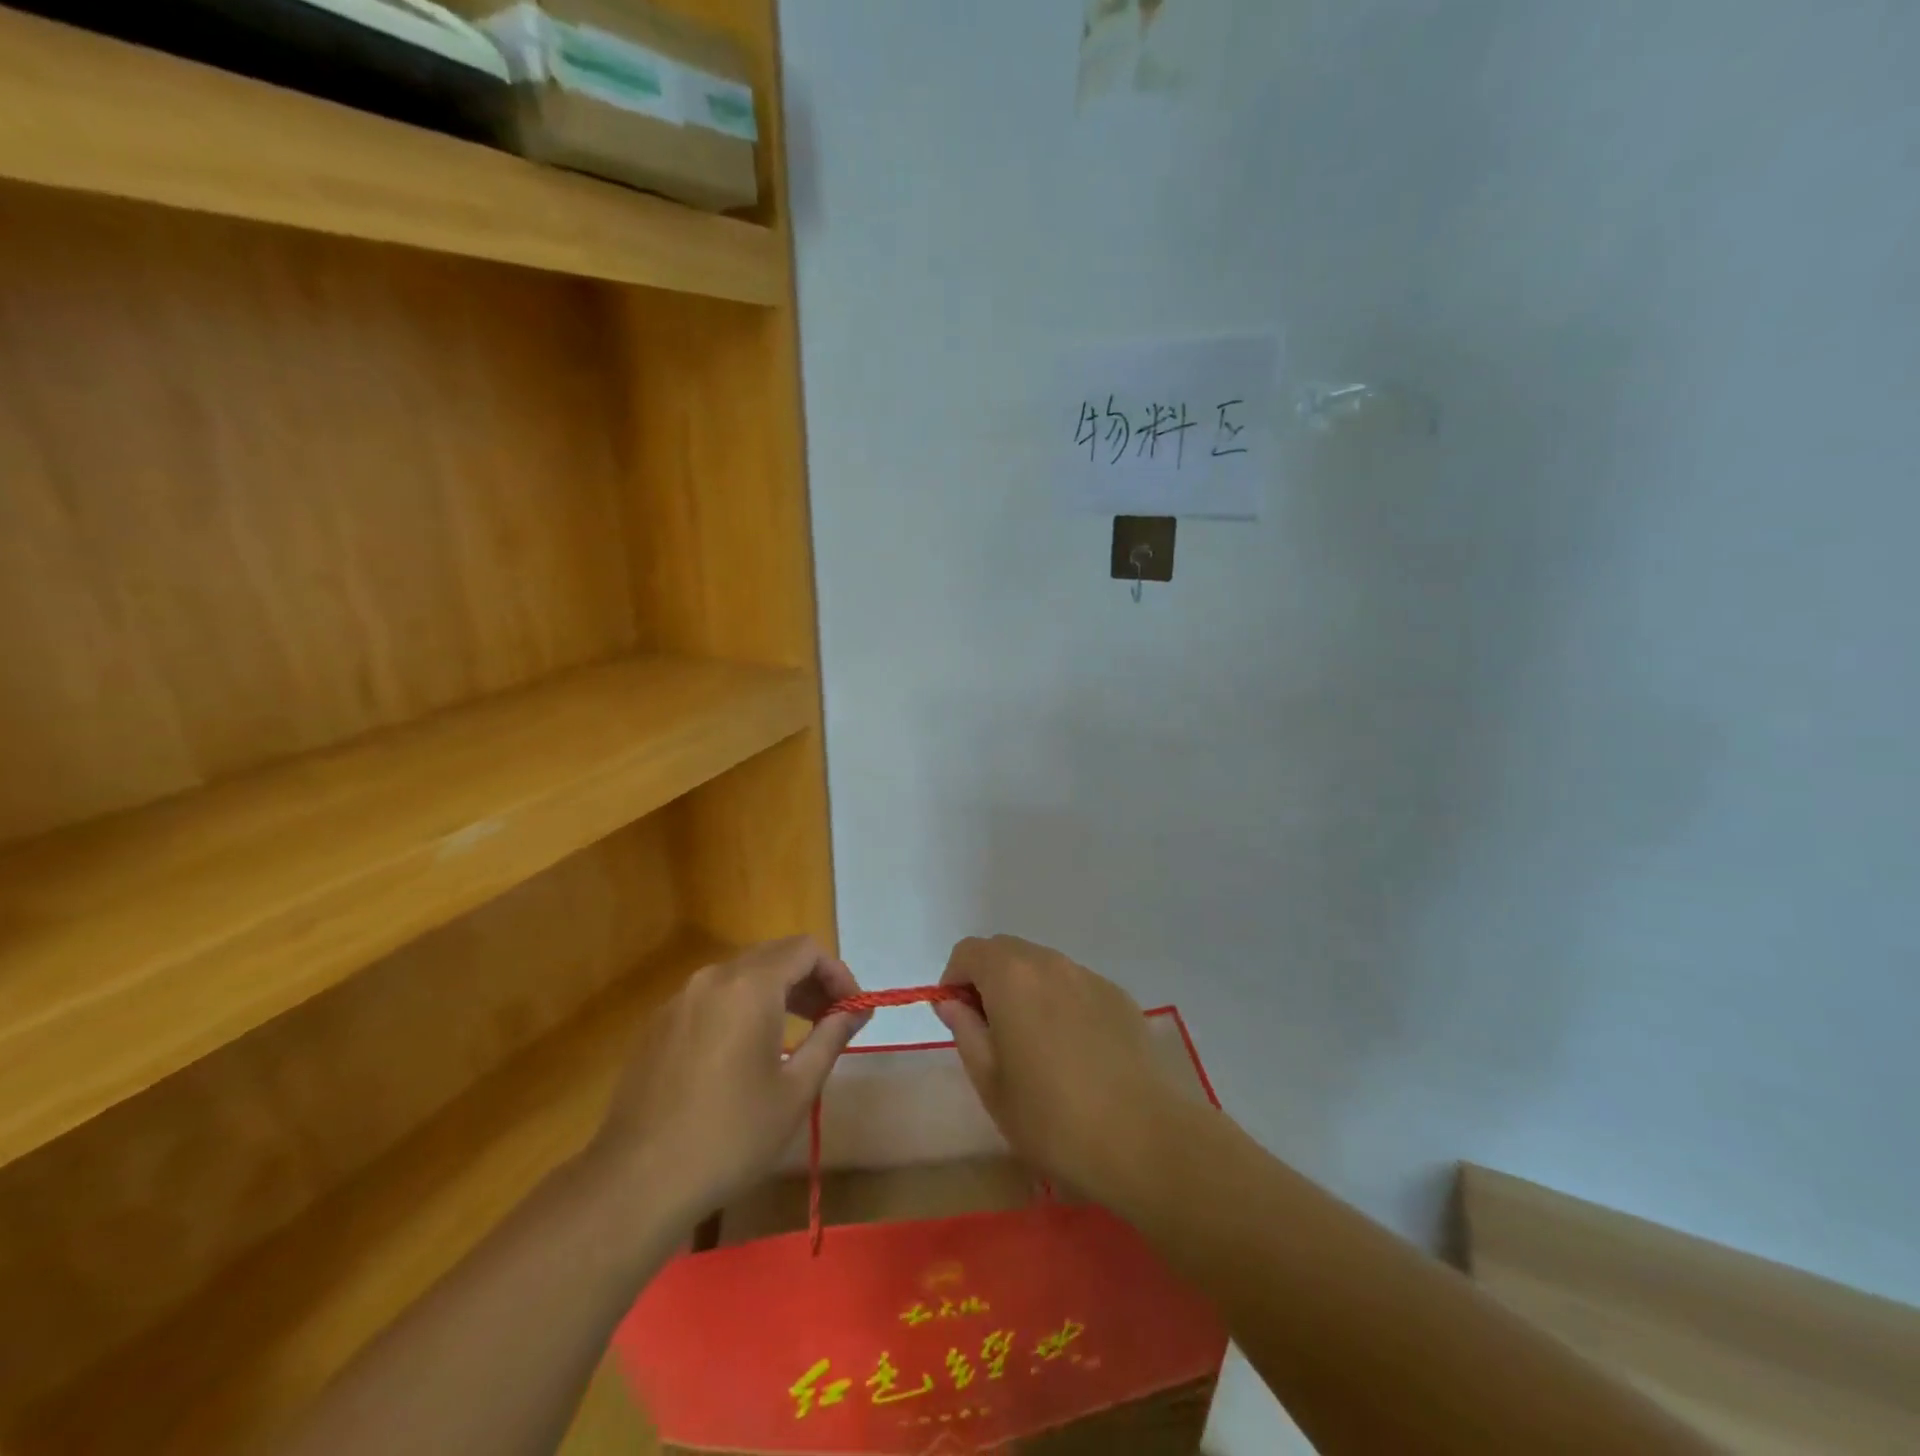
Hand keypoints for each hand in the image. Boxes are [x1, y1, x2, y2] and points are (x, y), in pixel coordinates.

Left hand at [585, 937, 867, 1228]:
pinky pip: (713, 997)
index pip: (806, 950)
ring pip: (742, 974)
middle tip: (832, 1019)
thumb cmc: (730, 1136)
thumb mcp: (796, 1090)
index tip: (852, 1010)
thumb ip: (831, 1037)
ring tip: (797, 1034)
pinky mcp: (659, 1024)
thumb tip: (855, 1010)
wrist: (637, 1182)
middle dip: (810, 980)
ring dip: (777, 992)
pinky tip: (746, 1051)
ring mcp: (680, 998)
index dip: (837, 973)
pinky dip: (742, 1007)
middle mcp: (714, 977)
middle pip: (774, 956)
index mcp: (750, 986)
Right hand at [934, 934, 1182, 1208]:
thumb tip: (952, 1002)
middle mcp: (1050, 962)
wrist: (1142, 1138)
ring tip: (1034, 1045)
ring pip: (1043, 966)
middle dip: (988, 980)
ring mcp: (1089, 976)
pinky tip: (1074, 1051)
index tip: (959, 1019)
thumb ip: (965, 1030)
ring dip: (1026, 990)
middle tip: (991, 1032)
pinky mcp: (1118, 996)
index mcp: (1011, 976)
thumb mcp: (990, 1083)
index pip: (968, 951)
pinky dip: (1061, 1002)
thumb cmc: (1051, 1118)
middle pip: (1006, 951)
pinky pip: (1075, 985)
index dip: (954, 980)